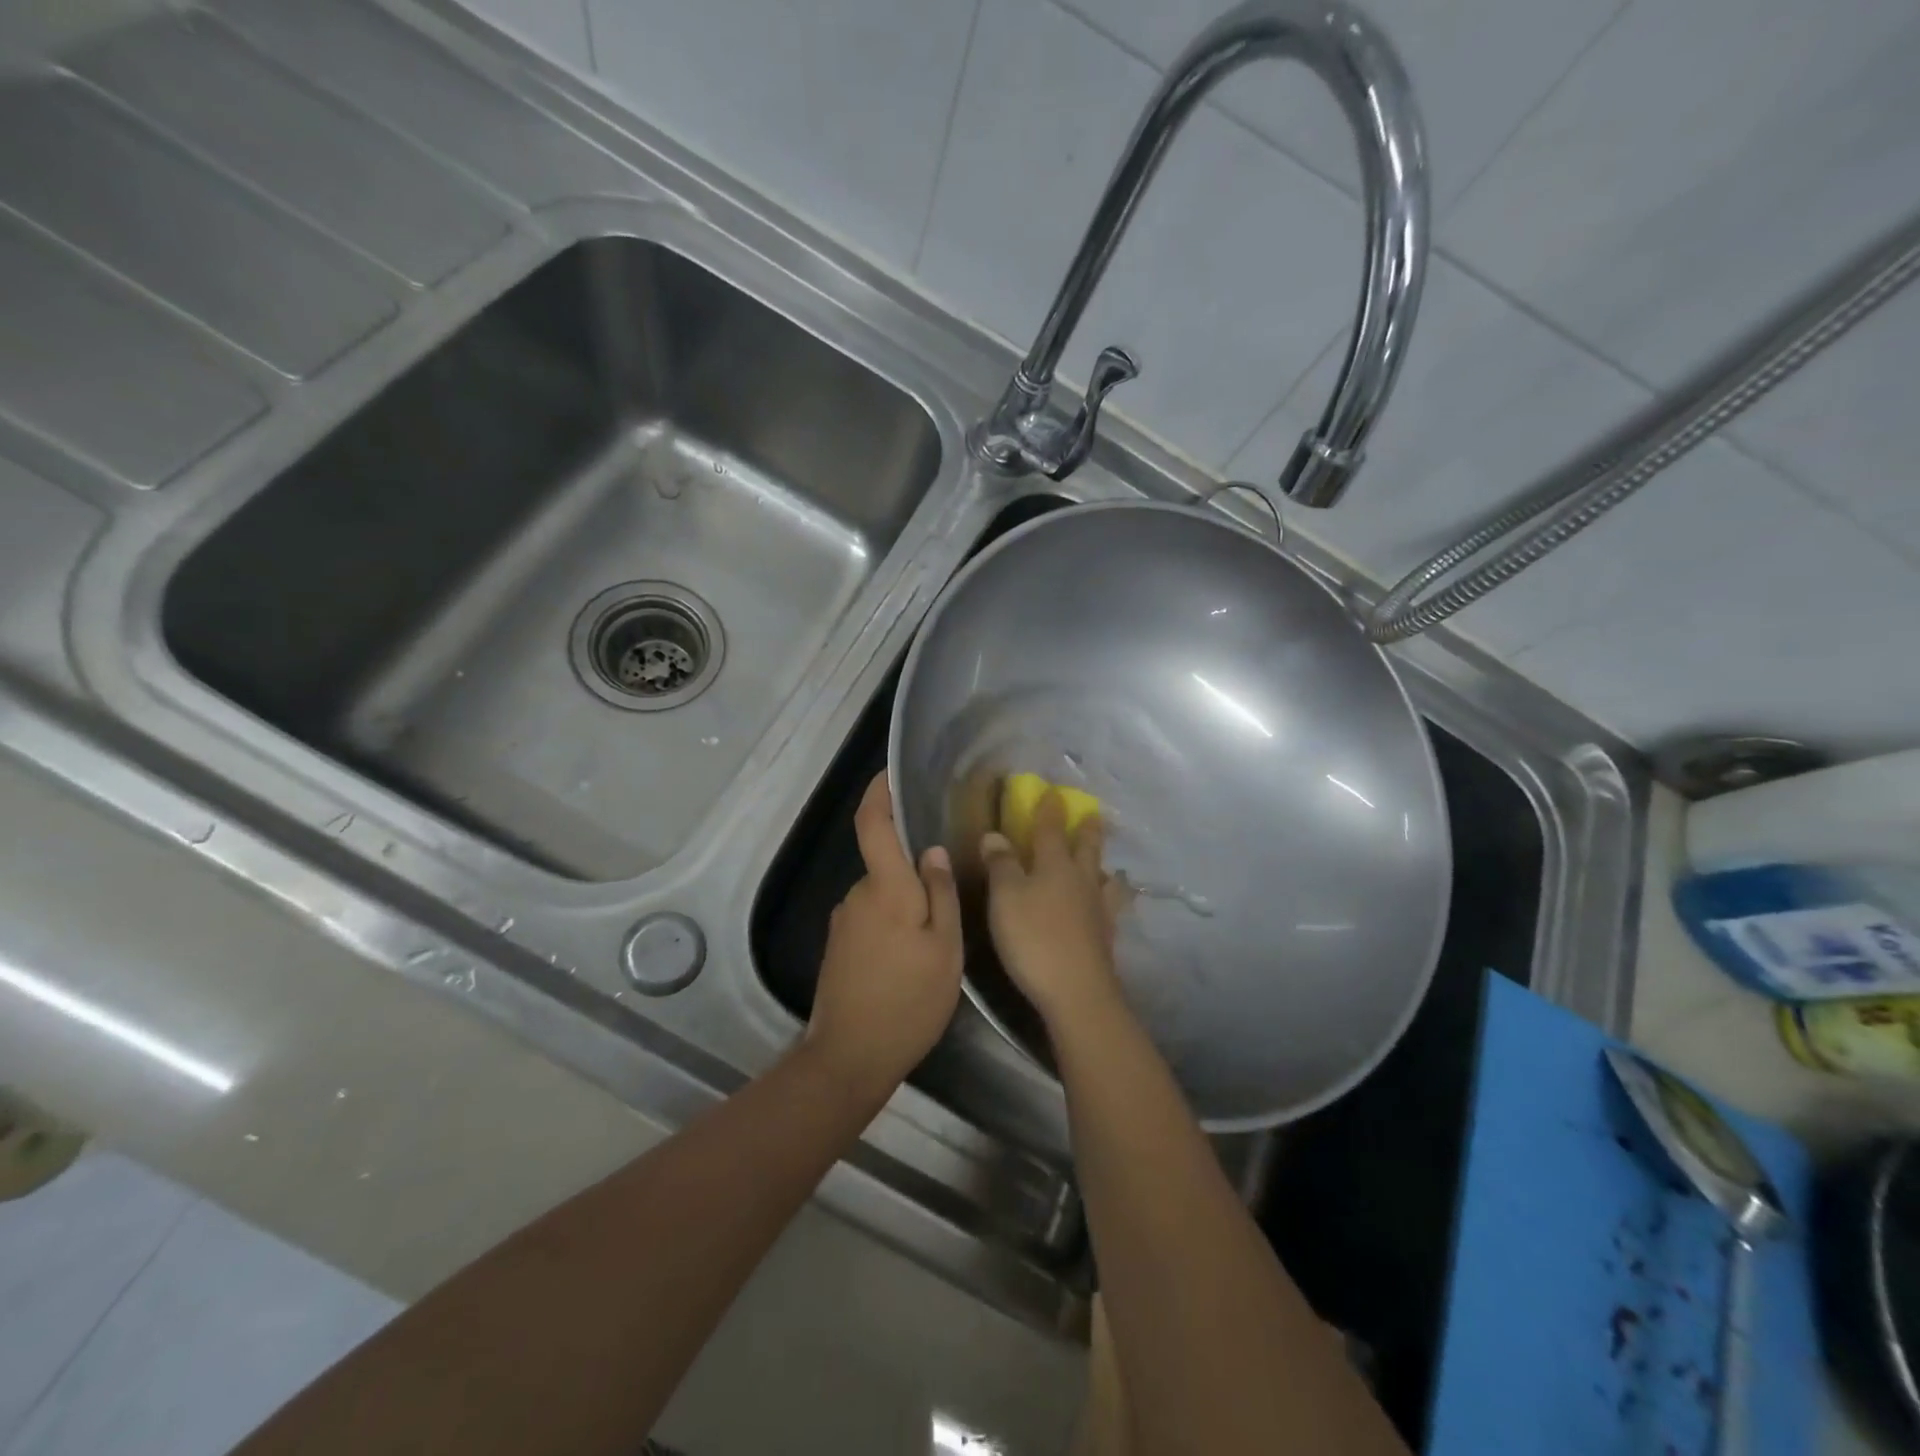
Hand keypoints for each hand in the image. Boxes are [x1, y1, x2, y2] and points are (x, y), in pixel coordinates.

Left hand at [806, 772, 962, 1102]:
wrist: (850, 1056)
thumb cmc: (908, 1000)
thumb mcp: (944, 948)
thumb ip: (940, 893)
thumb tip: (931, 850)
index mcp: (885, 888)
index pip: (872, 824)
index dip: (878, 793)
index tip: (889, 773)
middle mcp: (857, 895)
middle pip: (886, 864)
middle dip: (913, 871)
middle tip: (949, 897)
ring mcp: (843, 922)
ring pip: (882, 895)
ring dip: (906, 904)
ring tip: (935, 938)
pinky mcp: (838, 946)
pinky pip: (871, 918)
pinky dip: (893, 924)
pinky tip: (910, 958)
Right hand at [980, 789, 1123, 1028]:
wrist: (1076, 990)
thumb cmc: (1033, 937)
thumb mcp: (1005, 897)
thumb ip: (1001, 864)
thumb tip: (995, 834)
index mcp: (1055, 865)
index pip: (1051, 829)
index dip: (1050, 809)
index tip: (1053, 791)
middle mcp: (1081, 880)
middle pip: (1087, 848)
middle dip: (1087, 829)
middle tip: (1093, 814)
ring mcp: (1098, 909)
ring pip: (1105, 879)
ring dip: (1105, 868)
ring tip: (1110, 867)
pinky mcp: (1106, 936)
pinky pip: (1113, 909)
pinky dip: (1112, 901)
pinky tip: (1110, 908)